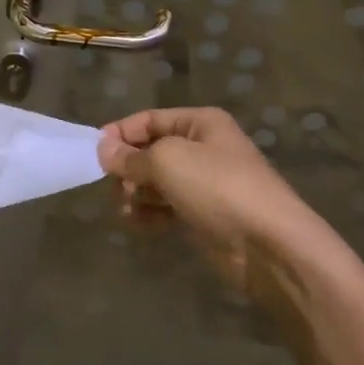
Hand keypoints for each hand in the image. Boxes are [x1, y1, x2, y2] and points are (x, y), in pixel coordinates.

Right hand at [97, 107, 327, 259]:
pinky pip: (167, 206)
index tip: (94, 154)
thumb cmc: (217, 188)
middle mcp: (204, 148)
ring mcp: (205, 183)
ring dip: (136, 192)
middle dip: (128, 168)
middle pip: (151, 151)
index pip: (148, 119)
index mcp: (200, 123)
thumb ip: (130, 156)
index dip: (120, 134)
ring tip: (126, 208)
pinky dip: (150, 212)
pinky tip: (138, 223)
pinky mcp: (205, 215)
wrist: (269, 245)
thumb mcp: (167, 161)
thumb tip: (102, 150)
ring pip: (157, 181)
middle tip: (114, 187)